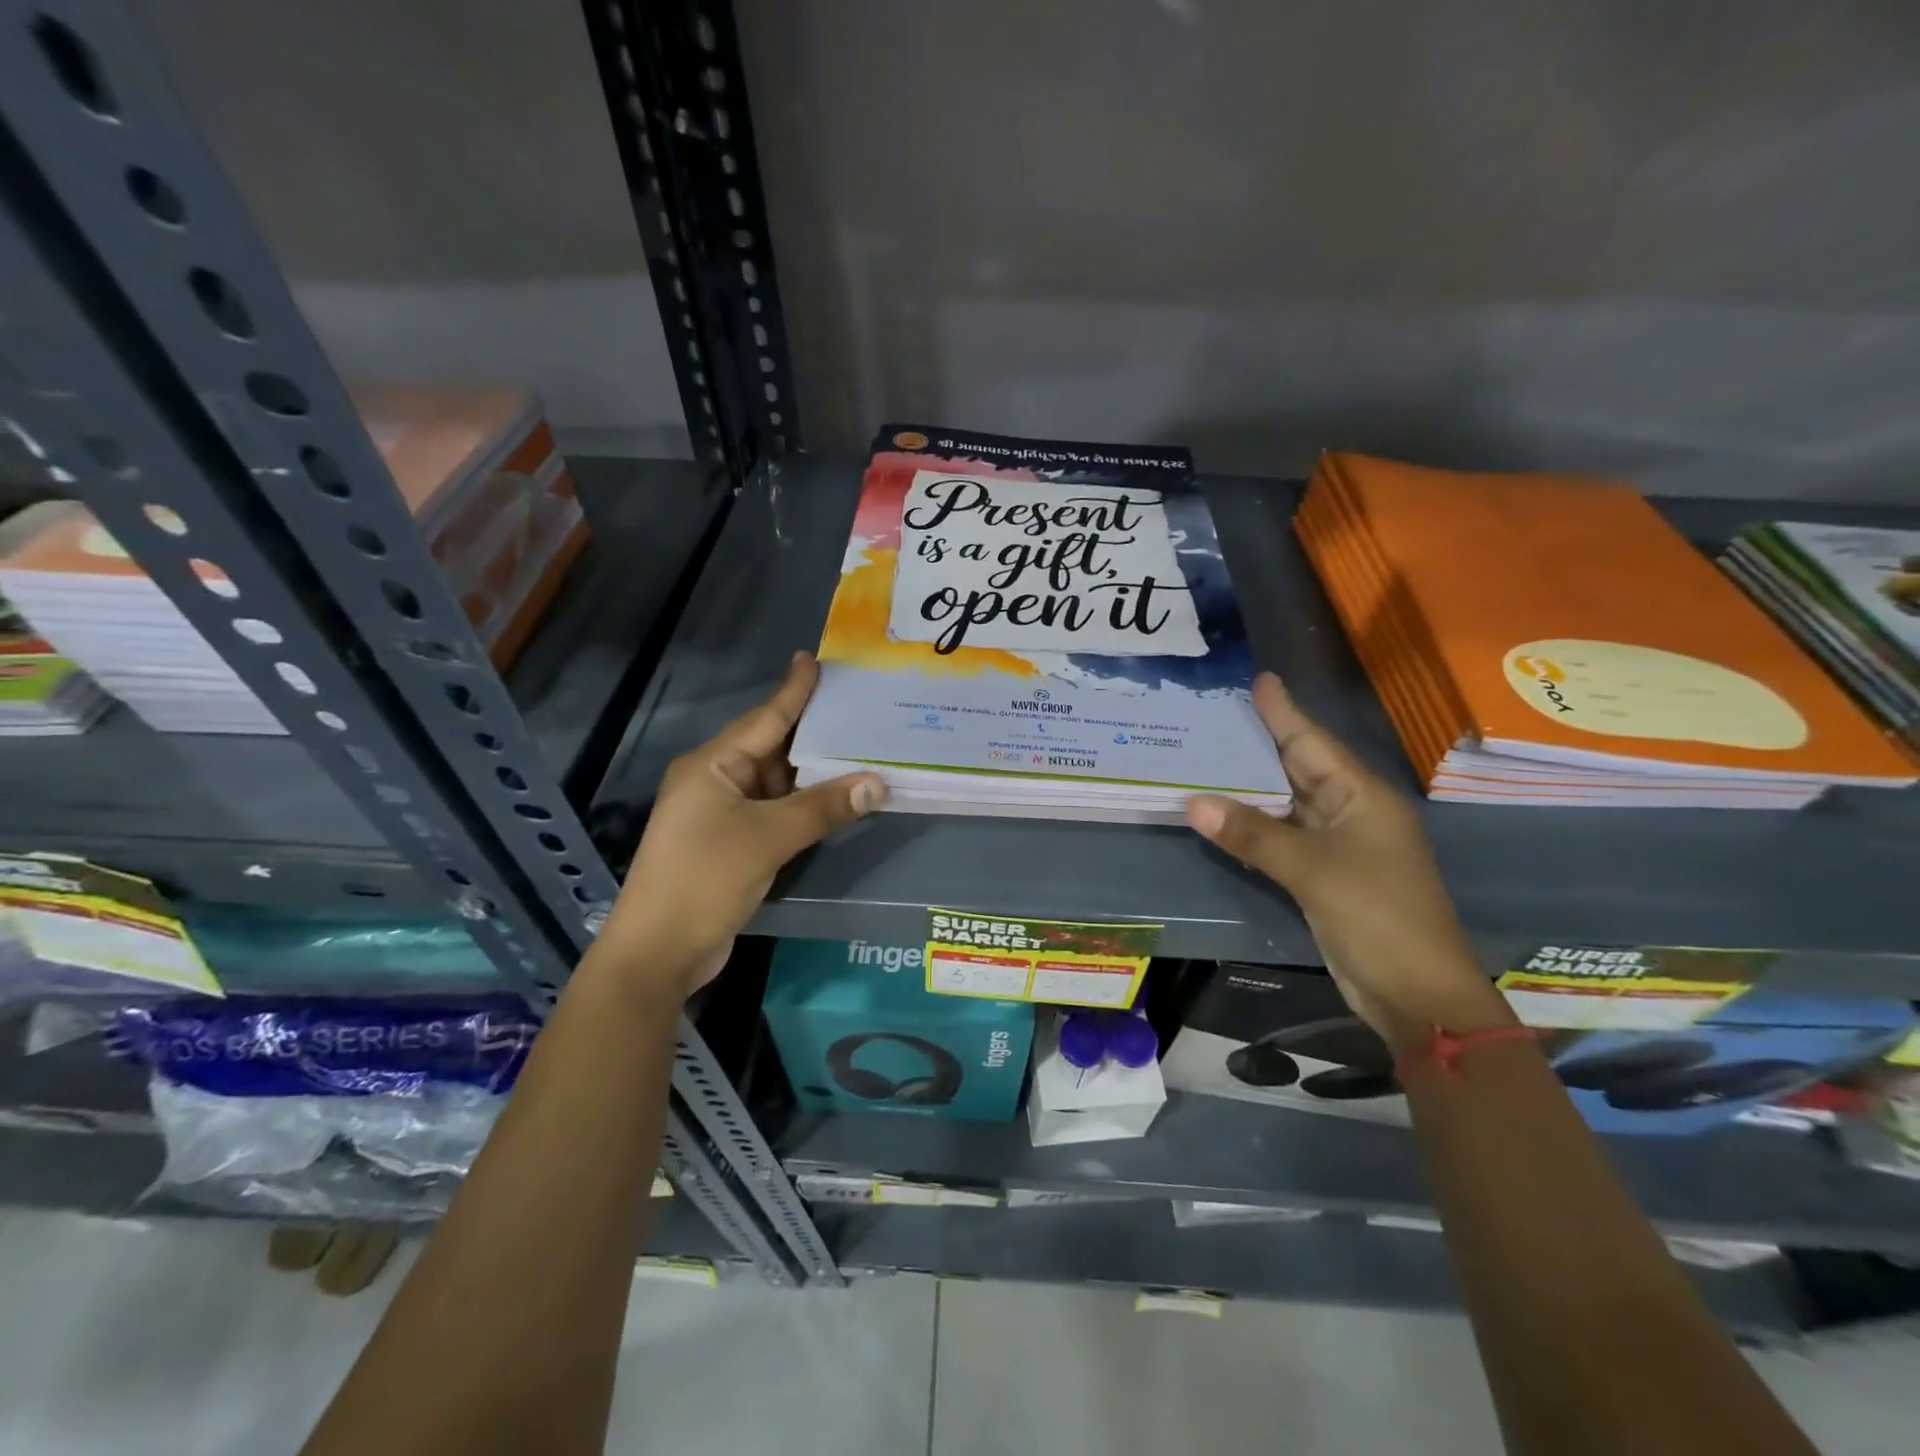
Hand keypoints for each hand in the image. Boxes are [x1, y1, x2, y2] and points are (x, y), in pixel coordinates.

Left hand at [602, 653, 886, 997]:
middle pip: (772, 748)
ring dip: (813, 776)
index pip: (764, 718)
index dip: (793, 690)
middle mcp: (715, 781)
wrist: (659, 951)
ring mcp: (721, 814)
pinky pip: (774, 812)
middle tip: (858, 711)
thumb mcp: (768, 837)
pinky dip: (803, 807)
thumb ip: (823, 808)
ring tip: (860, 754)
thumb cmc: (705, 878)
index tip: (814, 659)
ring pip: (776, 783)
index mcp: (712, 765)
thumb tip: (877, 783)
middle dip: (814, 734)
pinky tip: (835, 801)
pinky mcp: (731, 843)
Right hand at [1186, 673, 1510, 1050]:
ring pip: (1286, 803)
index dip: (1284, 711)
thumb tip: (1193, 803)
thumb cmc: (1377, 916)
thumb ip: (1252, 834)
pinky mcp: (1323, 875)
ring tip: (1207, 755)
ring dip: (1250, 785)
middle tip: (1215, 713)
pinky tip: (1222, 812)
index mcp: (1362, 796)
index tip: (1259, 679)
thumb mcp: (1312, 870)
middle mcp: (1350, 811)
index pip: (1313, 742)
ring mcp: (1338, 845)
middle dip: (1260, 742)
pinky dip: (1252, 824)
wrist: (1416, 994)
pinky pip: (1281, 836)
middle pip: (1298, 767)